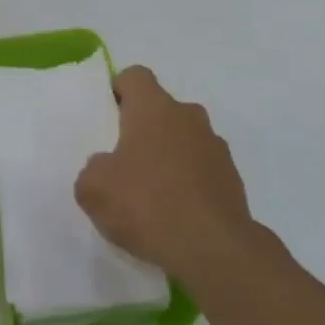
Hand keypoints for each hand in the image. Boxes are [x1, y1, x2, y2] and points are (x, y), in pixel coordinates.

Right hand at [74, 66, 256, 284]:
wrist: (214, 249)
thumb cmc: (147, 204)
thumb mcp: (93, 189)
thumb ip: (93, 169)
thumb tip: (106, 167)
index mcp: (153, 107)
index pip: (135, 76)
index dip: (119, 91)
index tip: (108, 119)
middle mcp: (188, 116)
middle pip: (160, 109)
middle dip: (143, 129)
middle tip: (124, 164)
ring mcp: (215, 145)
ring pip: (183, 139)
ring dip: (168, 156)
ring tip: (151, 196)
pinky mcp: (232, 177)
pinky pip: (201, 169)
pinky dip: (188, 182)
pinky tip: (175, 214)